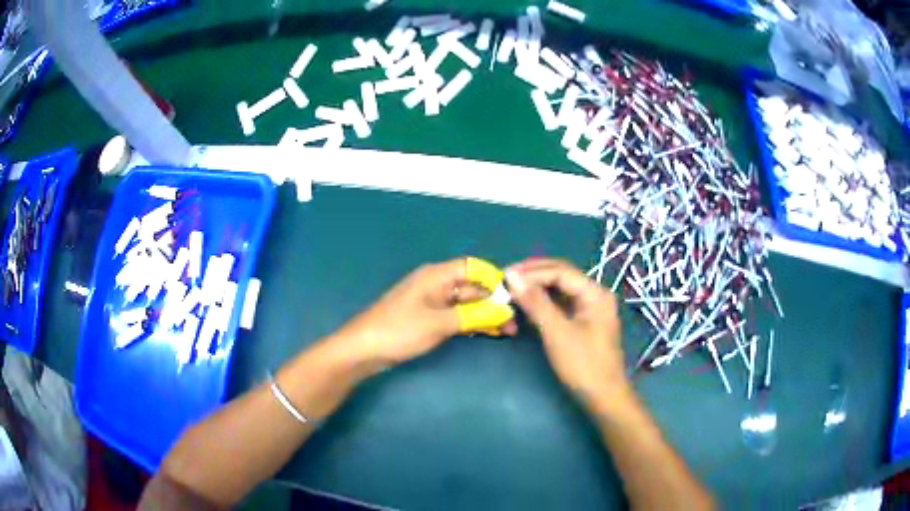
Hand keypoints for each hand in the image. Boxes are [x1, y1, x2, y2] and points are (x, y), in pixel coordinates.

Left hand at [338, 258, 516, 367]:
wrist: (363, 349)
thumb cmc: (400, 330)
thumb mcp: (440, 323)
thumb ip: (474, 315)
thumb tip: (504, 310)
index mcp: (436, 276)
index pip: (473, 267)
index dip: (494, 279)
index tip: (514, 296)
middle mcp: (436, 284)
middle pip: (471, 287)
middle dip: (493, 302)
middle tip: (514, 323)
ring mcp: (431, 302)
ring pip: (465, 303)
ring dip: (485, 314)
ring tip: (507, 331)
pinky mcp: (427, 318)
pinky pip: (455, 315)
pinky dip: (471, 322)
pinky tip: (487, 332)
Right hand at [506, 259, 628, 406]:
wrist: (602, 397)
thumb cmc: (582, 365)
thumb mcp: (556, 332)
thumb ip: (535, 302)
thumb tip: (512, 277)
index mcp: (595, 293)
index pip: (560, 272)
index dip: (532, 272)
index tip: (505, 275)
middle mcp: (595, 294)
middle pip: (562, 276)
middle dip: (534, 275)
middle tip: (506, 278)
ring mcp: (590, 308)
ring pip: (560, 289)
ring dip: (537, 288)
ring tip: (513, 289)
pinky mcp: (583, 322)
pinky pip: (561, 304)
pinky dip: (543, 302)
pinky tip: (527, 304)